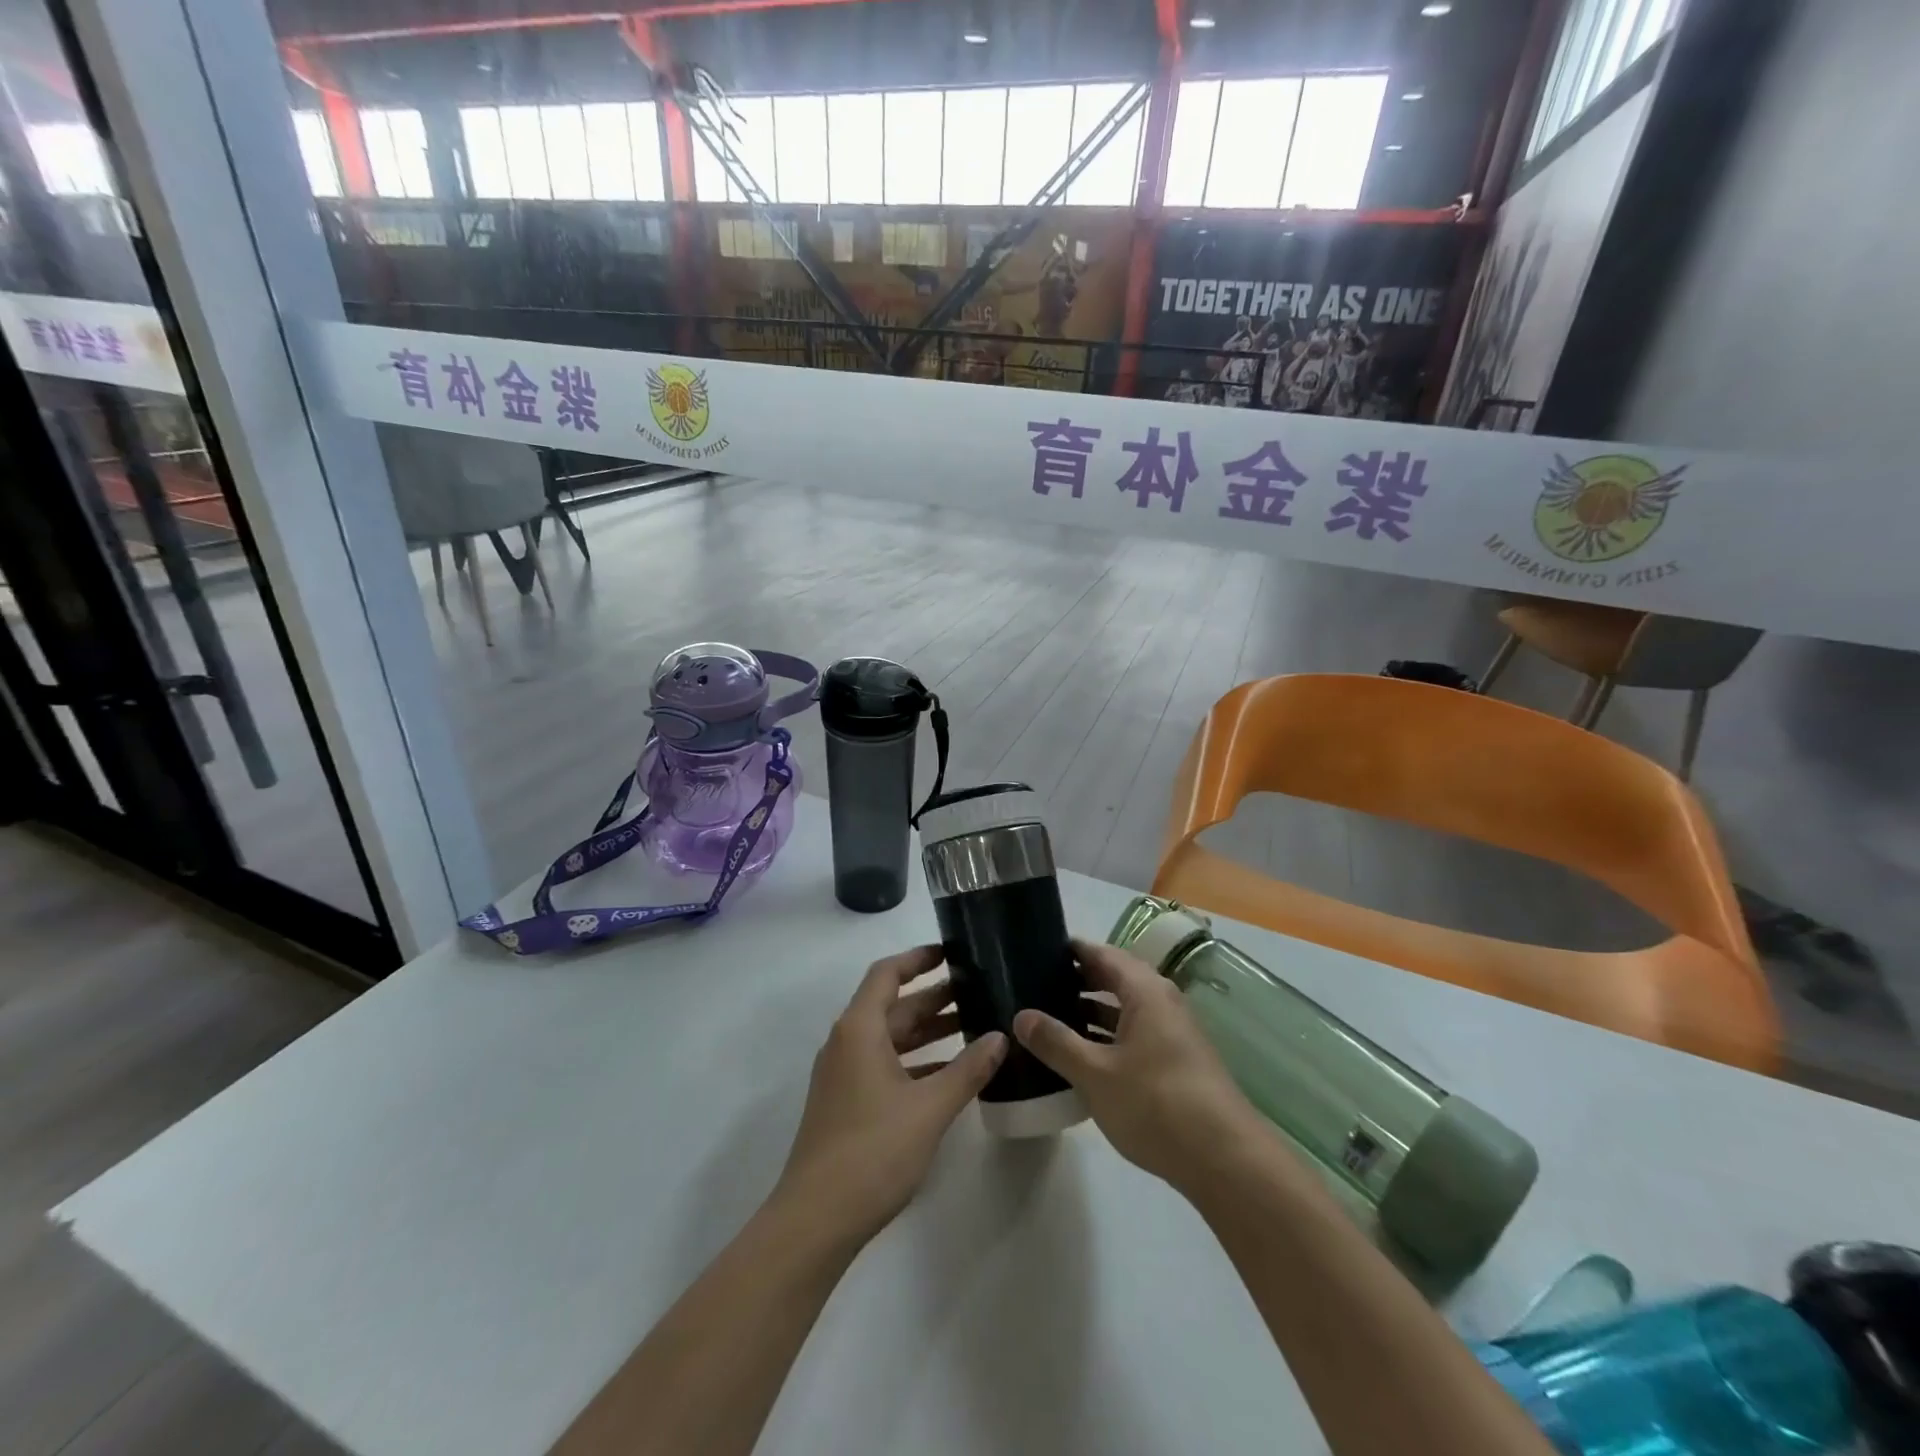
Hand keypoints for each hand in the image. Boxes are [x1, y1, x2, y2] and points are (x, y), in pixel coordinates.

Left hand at [774, 946, 1006, 1247]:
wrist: (815, 1220)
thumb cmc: (872, 1151)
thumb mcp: (929, 1108)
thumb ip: (968, 1070)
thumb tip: (1001, 1037)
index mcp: (859, 1029)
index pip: (887, 974)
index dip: (918, 958)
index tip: (952, 951)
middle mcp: (848, 1042)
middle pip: (893, 1006)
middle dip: (934, 997)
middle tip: (978, 989)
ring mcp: (844, 1075)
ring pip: (891, 1038)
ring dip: (928, 1030)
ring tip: (973, 1025)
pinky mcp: (848, 1103)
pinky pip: (887, 1065)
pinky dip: (917, 1061)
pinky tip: (951, 1073)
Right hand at [1014, 938, 1263, 1194]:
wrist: (1224, 1159)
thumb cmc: (1156, 1103)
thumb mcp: (1095, 1073)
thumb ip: (1056, 1042)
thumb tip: (1021, 1015)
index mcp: (1145, 991)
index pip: (1102, 954)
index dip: (1071, 950)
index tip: (1035, 949)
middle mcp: (1161, 1002)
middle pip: (1113, 979)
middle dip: (1076, 981)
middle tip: (1034, 985)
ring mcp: (1171, 1034)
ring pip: (1122, 1011)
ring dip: (1089, 1012)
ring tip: (1048, 1019)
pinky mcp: (1174, 1063)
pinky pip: (1132, 1035)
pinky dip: (1105, 1037)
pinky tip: (1080, 1057)